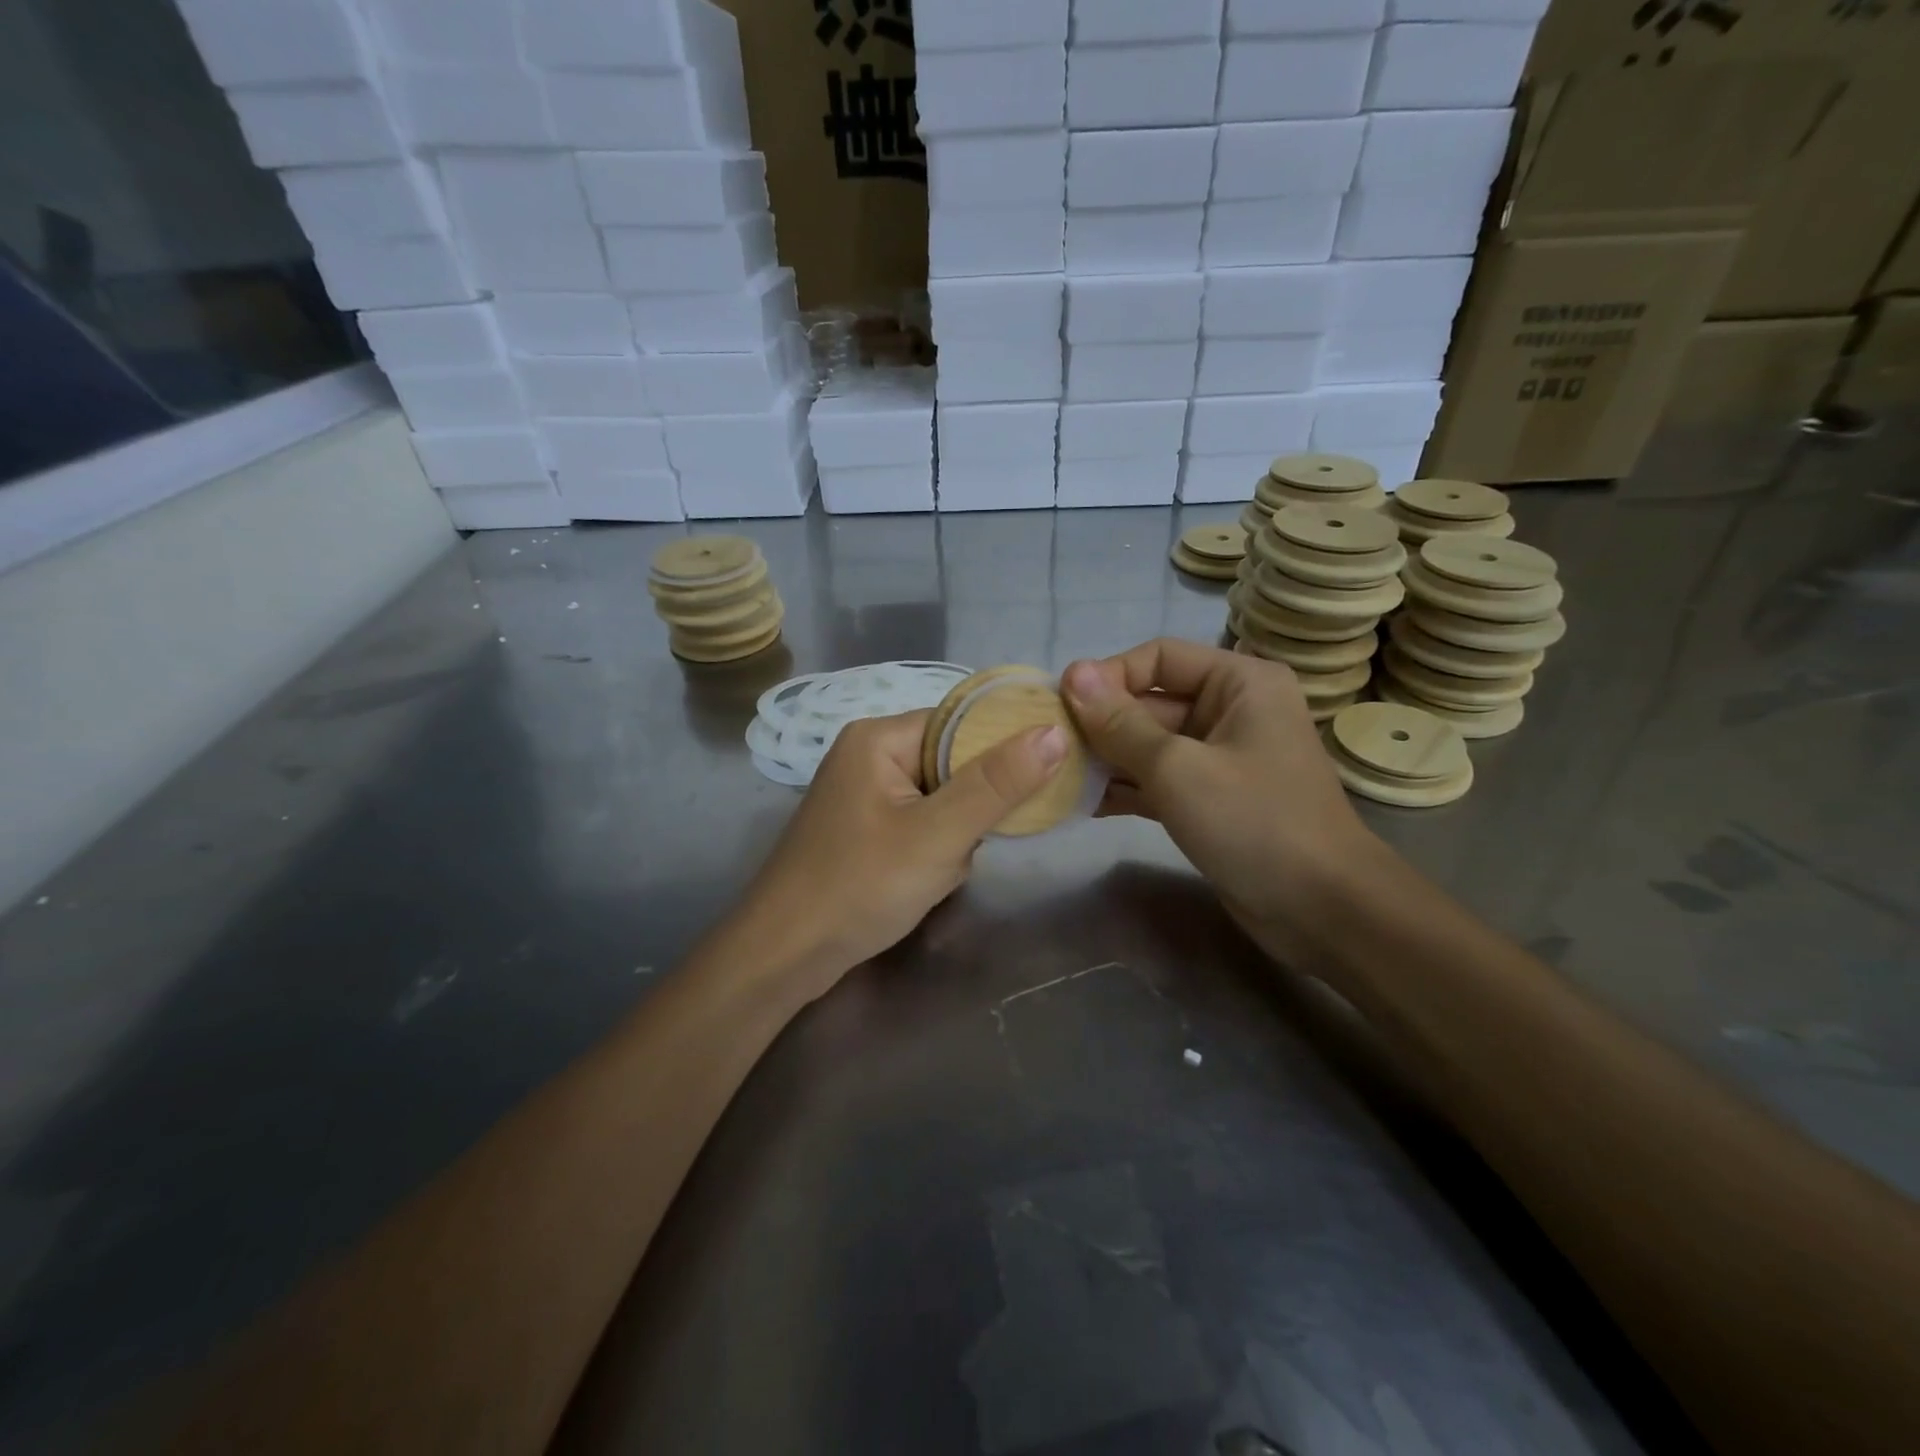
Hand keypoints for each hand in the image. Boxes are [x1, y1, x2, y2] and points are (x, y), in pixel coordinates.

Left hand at [733, 709, 1067, 1002]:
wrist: (785, 956)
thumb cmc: (859, 887)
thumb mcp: (938, 835)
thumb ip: (998, 784)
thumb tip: (1054, 732)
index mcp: (880, 737)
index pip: (962, 724)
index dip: (1003, 749)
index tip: (1040, 782)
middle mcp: (869, 755)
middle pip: (954, 762)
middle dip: (973, 808)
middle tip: (970, 843)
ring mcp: (864, 794)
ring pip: (942, 799)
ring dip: (956, 835)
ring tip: (940, 870)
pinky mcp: (865, 829)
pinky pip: (921, 824)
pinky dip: (935, 850)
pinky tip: (924, 881)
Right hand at [1061, 640, 1386, 956]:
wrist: (1322, 910)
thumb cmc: (1254, 822)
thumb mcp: (1178, 767)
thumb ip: (1120, 724)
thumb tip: (1071, 674)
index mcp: (1238, 682)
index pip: (1158, 657)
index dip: (1107, 676)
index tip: (1060, 704)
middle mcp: (1230, 711)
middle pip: (1150, 703)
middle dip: (1100, 724)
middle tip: (1048, 746)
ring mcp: (1220, 758)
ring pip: (1149, 745)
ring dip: (1105, 759)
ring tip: (1055, 775)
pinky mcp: (1210, 800)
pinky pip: (1157, 781)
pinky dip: (1124, 789)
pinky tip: (1079, 803)